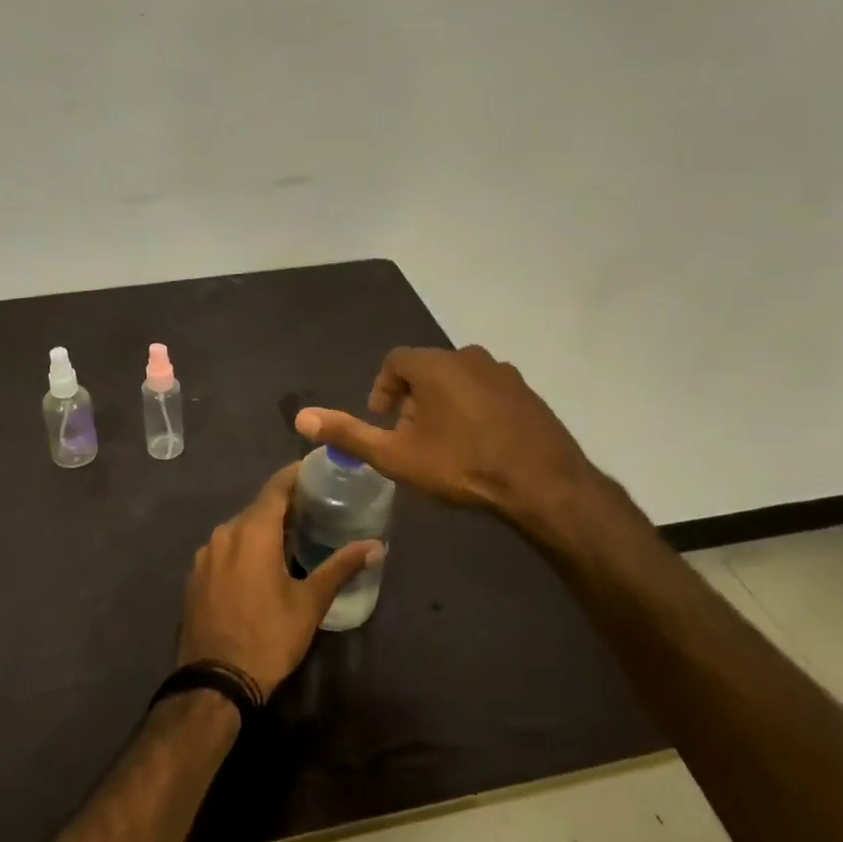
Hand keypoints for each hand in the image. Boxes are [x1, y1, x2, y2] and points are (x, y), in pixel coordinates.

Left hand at [177, 464, 383, 696]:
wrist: (215, 681)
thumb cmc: (269, 636)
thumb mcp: (310, 603)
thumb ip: (341, 567)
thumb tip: (376, 545)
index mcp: (252, 531)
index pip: (276, 487)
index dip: (296, 475)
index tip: (317, 471)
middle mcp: (224, 532)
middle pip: (258, 508)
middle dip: (284, 506)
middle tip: (315, 509)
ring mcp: (205, 555)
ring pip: (239, 529)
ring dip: (263, 529)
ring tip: (292, 538)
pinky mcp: (195, 576)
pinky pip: (224, 549)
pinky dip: (243, 548)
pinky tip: (260, 566)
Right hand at [295, 345, 610, 532]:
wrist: (541, 484)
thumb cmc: (460, 466)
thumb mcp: (396, 456)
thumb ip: (348, 433)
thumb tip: (301, 417)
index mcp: (433, 365)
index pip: (394, 362)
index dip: (383, 389)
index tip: (384, 421)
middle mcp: (468, 356)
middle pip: (427, 369)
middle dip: (413, 399)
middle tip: (412, 437)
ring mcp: (503, 372)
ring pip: (459, 379)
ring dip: (445, 402)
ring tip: (445, 442)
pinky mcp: (527, 392)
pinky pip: (489, 391)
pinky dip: (476, 408)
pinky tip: (480, 442)